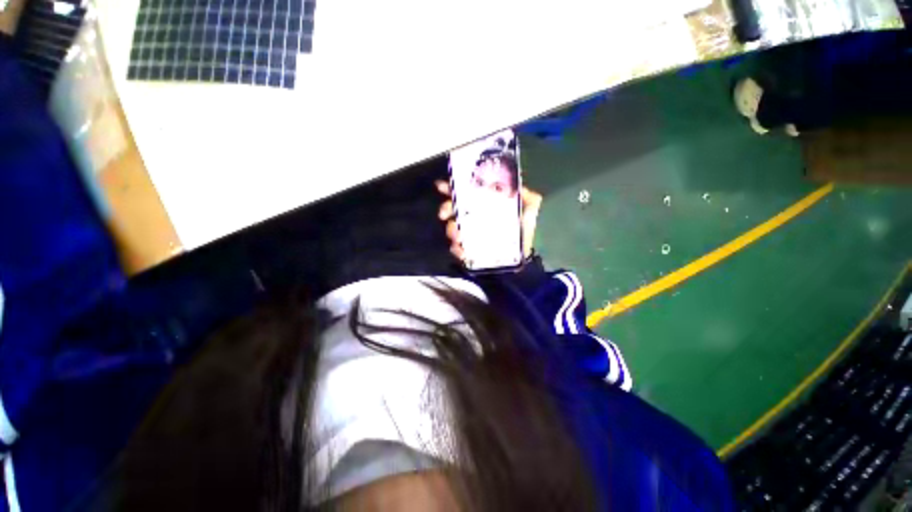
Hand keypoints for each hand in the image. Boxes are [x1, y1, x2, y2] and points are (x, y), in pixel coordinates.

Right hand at [435, 180, 542, 260]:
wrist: (521, 257)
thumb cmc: (523, 232)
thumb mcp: (529, 210)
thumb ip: (528, 197)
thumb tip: (520, 187)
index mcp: (485, 205)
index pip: (466, 193)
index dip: (453, 188)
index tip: (442, 186)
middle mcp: (474, 217)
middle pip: (453, 209)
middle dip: (446, 209)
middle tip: (445, 214)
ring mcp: (469, 234)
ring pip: (452, 229)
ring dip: (451, 230)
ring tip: (458, 236)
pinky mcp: (468, 249)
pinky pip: (457, 248)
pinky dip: (457, 249)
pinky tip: (462, 250)